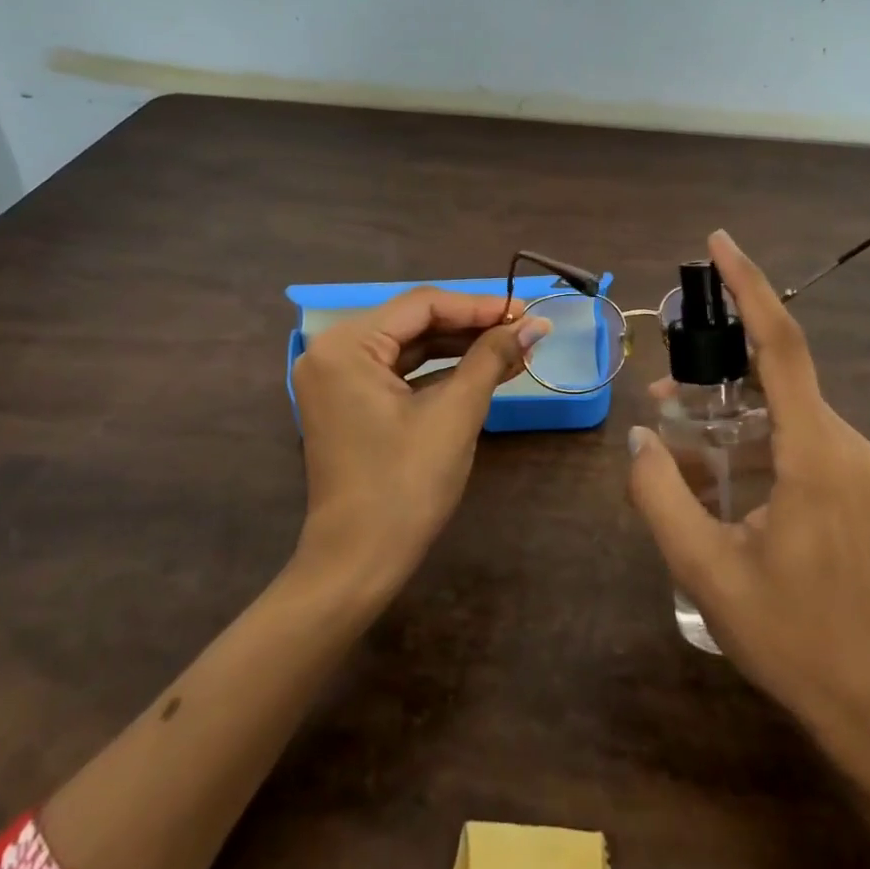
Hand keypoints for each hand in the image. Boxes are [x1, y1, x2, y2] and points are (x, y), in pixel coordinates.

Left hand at [291, 288, 549, 588]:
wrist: (358, 563)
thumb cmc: (405, 485)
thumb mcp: (455, 414)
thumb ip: (492, 358)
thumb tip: (536, 324)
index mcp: (346, 345)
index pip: (423, 305)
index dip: (479, 305)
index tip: (526, 311)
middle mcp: (333, 351)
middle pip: (415, 321)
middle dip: (473, 326)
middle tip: (525, 328)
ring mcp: (338, 378)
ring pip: (410, 346)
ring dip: (461, 347)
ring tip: (514, 348)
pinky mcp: (349, 402)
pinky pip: (400, 372)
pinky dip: (440, 371)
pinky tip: (484, 369)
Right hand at [628, 231, 869, 746]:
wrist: (866, 697)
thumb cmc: (787, 634)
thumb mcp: (704, 569)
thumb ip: (661, 495)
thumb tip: (641, 436)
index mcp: (815, 453)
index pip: (782, 346)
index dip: (750, 287)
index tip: (719, 244)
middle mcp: (843, 442)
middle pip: (775, 372)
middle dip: (717, 365)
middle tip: (663, 385)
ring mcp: (852, 462)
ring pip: (780, 406)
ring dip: (727, 408)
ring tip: (674, 430)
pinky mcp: (849, 480)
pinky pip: (791, 434)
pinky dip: (747, 435)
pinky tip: (710, 468)